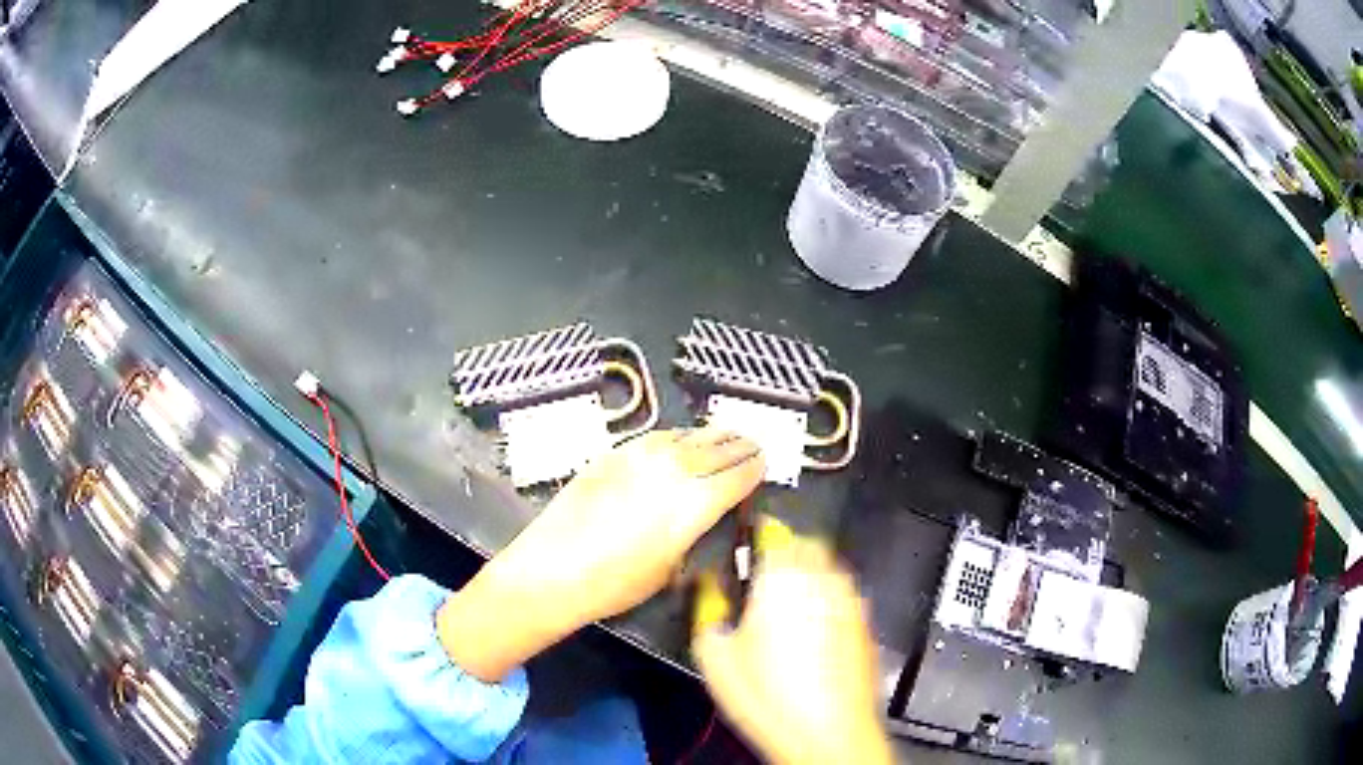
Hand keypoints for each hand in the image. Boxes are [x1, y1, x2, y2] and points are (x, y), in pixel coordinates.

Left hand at [439, 428, 764, 681]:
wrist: (553, 568)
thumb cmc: (615, 583)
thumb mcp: (669, 569)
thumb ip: (693, 533)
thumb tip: (704, 515)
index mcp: (694, 504)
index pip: (737, 475)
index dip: (754, 468)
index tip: (763, 464)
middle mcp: (673, 472)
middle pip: (717, 449)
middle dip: (739, 445)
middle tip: (752, 443)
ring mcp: (641, 458)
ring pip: (687, 437)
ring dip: (711, 435)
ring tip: (724, 434)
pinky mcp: (613, 454)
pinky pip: (655, 437)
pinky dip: (676, 436)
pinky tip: (679, 440)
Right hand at [692, 532, 893, 764]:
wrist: (829, 732)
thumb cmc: (771, 697)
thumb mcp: (716, 654)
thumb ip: (707, 606)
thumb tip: (708, 584)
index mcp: (783, 576)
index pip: (772, 528)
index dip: (753, 530)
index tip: (741, 540)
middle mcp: (823, 578)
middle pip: (804, 541)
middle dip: (781, 549)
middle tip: (758, 573)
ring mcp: (849, 599)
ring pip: (826, 565)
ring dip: (805, 571)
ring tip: (782, 603)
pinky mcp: (863, 622)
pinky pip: (841, 593)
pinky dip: (824, 598)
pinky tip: (808, 630)